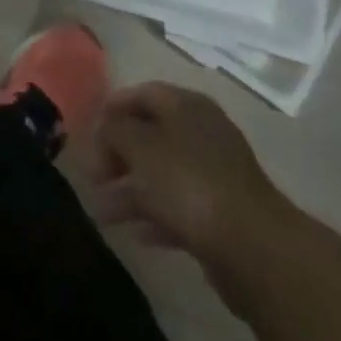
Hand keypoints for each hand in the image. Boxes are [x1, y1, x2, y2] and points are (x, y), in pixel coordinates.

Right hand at [92, 82, 287, 292]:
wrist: (252, 247)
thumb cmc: (188, 182)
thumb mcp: (139, 146)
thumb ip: (114, 130)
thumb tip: (106, 127)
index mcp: (186, 105)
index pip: (141, 93)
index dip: (112, 109)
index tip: (88, 134)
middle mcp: (202, 131)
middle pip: (150, 134)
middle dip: (118, 155)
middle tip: (93, 177)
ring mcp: (215, 173)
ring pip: (162, 173)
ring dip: (131, 190)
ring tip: (103, 213)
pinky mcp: (223, 212)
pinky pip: (180, 206)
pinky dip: (156, 215)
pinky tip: (136, 234)